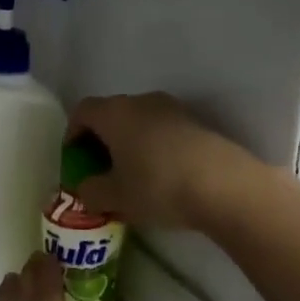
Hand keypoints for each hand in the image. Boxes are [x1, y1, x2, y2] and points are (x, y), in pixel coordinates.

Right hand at [66, 92, 254, 229]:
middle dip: (102, 139)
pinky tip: (163, 175)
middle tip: (101, 169)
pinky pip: (164, 130)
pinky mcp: (199, 123)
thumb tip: (86, 189)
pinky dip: (155, 146)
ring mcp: (174, 109)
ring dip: (130, 142)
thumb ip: (90, 191)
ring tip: (133, 174)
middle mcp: (141, 102)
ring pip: (140, 121)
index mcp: (114, 113)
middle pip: (111, 113)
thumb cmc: (158, 187)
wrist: (226, 187)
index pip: (82, 111)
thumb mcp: (114, 198)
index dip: (73, 133)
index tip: (75, 158)